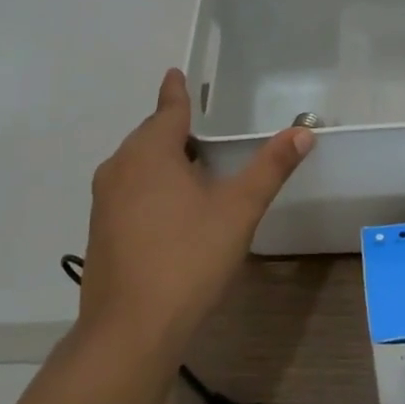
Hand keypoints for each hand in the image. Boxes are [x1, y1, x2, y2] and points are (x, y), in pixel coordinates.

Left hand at [82, 69, 313, 350]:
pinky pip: (129, 192)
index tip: (175, 73)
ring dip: (163, 160)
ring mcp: (105, 202)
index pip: (168, 111)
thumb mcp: (238, 210)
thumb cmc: (188, 258)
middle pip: (150, 137)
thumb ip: (270, 168)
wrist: (131, 330)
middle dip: (174, 129)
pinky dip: (151, 187)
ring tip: (194, 168)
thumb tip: (303, 131)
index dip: (176, 92)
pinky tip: (173, 211)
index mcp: (150, 153)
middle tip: (202, 127)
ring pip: (137, 166)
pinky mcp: (101, 232)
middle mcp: (120, 169)